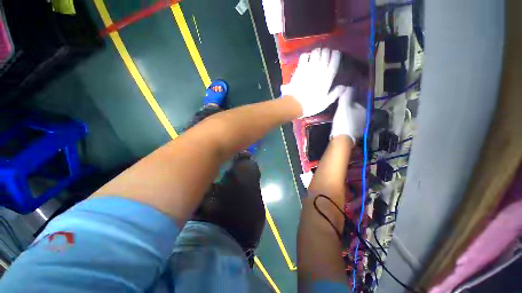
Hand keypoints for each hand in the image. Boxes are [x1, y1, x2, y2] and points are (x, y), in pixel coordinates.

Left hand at [281, 48, 344, 117]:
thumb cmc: (311, 105)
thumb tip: (344, 86)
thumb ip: (335, 93)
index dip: (336, 54)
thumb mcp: (326, 102)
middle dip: (327, 51)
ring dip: (317, 51)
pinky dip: (307, 55)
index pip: (335, 59)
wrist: (295, 104)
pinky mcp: (299, 68)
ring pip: (316, 52)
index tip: (335, 54)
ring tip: (317, 55)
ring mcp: (309, 67)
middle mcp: (320, 69)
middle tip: (325, 55)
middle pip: (326, 52)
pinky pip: (304, 56)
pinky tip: (307, 59)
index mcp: (328, 76)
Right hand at [330, 87, 366, 142]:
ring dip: (350, 118)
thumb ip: (346, 95)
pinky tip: (343, 126)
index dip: (349, 101)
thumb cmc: (344, 120)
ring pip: (355, 119)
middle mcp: (366, 118)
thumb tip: (347, 86)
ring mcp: (362, 127)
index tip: (342, 103)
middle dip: (350, 110)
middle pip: (357, 111)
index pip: (357, 102)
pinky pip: (353, 126)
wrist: (342, 138)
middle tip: (341, 111)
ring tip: (341, 119)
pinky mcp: (357, 134)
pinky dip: (349, 125)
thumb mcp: (344, 105)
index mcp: (365, 109)